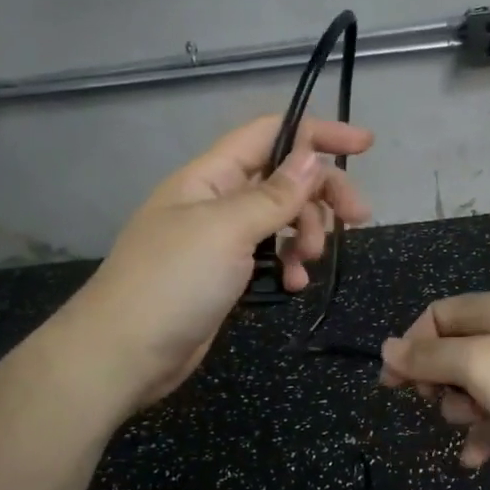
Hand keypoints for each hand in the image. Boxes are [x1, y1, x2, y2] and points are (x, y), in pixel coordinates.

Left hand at [66, 115, 372, 412]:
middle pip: (284, 179)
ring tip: (308, 264)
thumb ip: (275, 194)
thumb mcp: (227, 229)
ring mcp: (222, 240)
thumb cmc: (172, 282)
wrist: (123, 355)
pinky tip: (294, 286)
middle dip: (322, 195)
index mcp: (210, 175)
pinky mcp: (227, 276)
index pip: (271, 135)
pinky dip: (288, 266)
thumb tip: (313, 156)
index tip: (366, 145)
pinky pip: (271, 257)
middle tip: (358, 219)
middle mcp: (218, 200)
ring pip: (283, 221)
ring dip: (307, 236)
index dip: (318, 134)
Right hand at [379, 293, 489, 467]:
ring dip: (464, 412)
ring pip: (476, 386)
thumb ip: (430, 358)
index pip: (434, 317)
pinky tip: (480, 459)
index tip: (393, 385)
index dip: (410, 348)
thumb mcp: (477, 365)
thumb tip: (387, 346)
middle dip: (440, 384)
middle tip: (440, 406)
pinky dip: (489, 430)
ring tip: (472, 432)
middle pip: (453, 353)